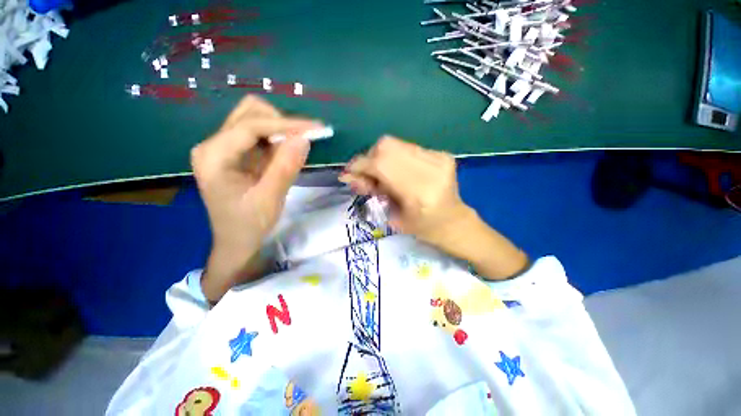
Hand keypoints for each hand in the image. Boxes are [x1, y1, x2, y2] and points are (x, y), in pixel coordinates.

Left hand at [191, 95, 323, 301]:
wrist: (237, 241)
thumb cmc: (249, 225)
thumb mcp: (270, 198)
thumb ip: (286, 167)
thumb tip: (305, 138)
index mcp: (213, 156)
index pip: (250, 125)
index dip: (285, 124)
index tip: (316, 128)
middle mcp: (213, 144)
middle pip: (249, 113)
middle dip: (281, 123)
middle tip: (305, 140)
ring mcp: (223, 147)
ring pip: (255, 120)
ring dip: (281, 130)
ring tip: (298, 148)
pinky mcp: (236, 153)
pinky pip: (260, 135)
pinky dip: (278, 139)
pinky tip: (289, 153)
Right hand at [339, 136, 468, 245]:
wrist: (454, 222)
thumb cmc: (423, 228)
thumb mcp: (392, 217)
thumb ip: (371, 192)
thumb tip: (349, 176)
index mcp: (418, 194)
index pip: (381, 165)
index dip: (360, 166)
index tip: (349, 174)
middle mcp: (431, 170)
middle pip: (387, 147)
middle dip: (369, 159)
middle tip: (369, 176)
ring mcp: (439, 158)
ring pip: (396, 144)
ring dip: (381, 157)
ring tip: (384, 174)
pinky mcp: (442, 154)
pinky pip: (407, 147)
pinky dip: (396, 157)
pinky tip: (400, 171)